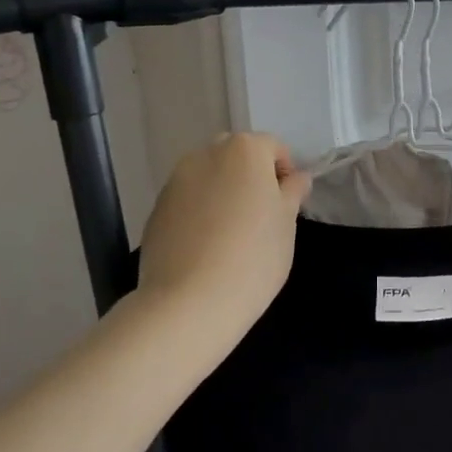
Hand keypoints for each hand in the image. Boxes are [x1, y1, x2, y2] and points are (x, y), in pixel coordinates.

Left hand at [138, 134, 311, 324]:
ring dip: (222, 193)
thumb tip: (296, 178)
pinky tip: (205, 247)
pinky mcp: (155, 210)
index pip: (273, 148)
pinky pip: (187, 201)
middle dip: (250, 177)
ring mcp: (175, 182)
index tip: (288, 206)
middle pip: (236, 156)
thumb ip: (292, 192)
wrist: (188, 303)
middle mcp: (206, 154)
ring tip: (230, 234)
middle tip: (261, 216)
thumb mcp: (287, 223)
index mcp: (244, 150)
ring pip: (208, 177)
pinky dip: (199, 213)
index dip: (285, 173)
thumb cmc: (253, 256)